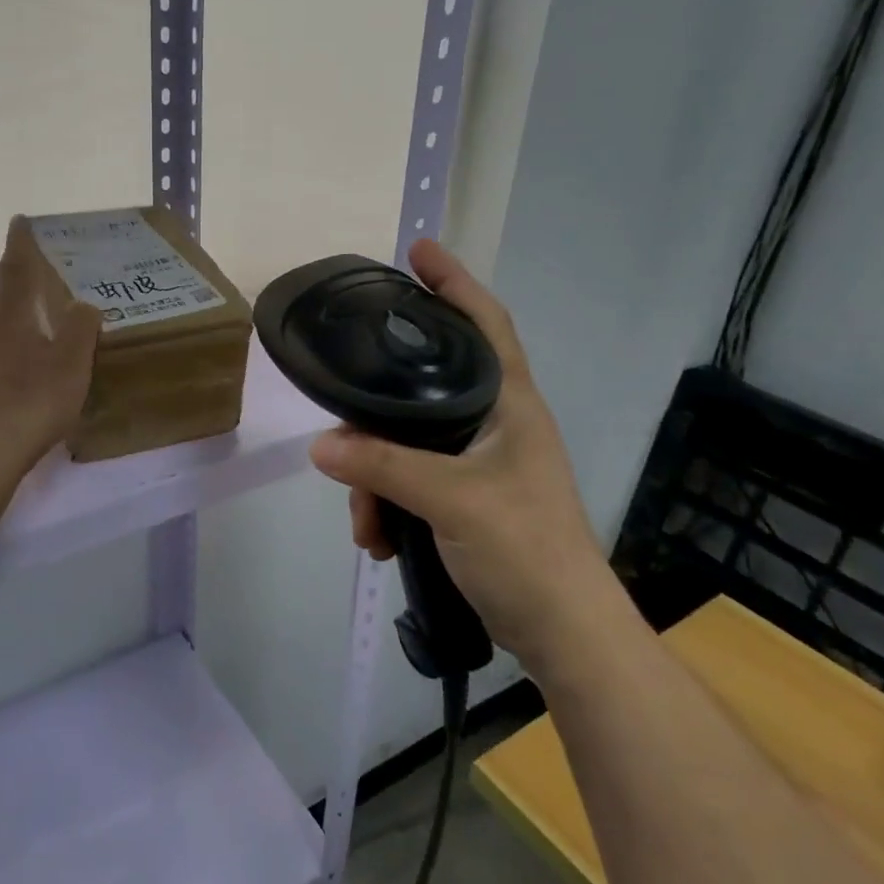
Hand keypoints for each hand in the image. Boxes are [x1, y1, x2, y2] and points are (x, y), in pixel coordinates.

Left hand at [0, 217, 102, 474]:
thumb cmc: (30, 404)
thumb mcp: (72, 366)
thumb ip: (80, 329)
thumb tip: (82, 305)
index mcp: (7, 319)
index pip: (16, 271)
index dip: (21, 245)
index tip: (19, 221)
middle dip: (4, 320)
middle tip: (26, 343)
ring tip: (11, 386)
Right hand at [307, 240, 613, 666]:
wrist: (563, 633)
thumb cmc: (526, 550)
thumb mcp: (452, 500)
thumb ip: (385, 467)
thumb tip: (320, 446)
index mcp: (509, 404)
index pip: (485, 323)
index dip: (454, 282)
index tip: (417, 250)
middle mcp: (495, 424)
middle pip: (426, 388)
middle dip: (379, 411)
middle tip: (345, 414)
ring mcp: (481, 464)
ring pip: (408, 444)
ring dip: (376, 479)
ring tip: (366, 524)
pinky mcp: (467, 500)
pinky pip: (411, 483)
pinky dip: (388, 506)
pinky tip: (379, 540)